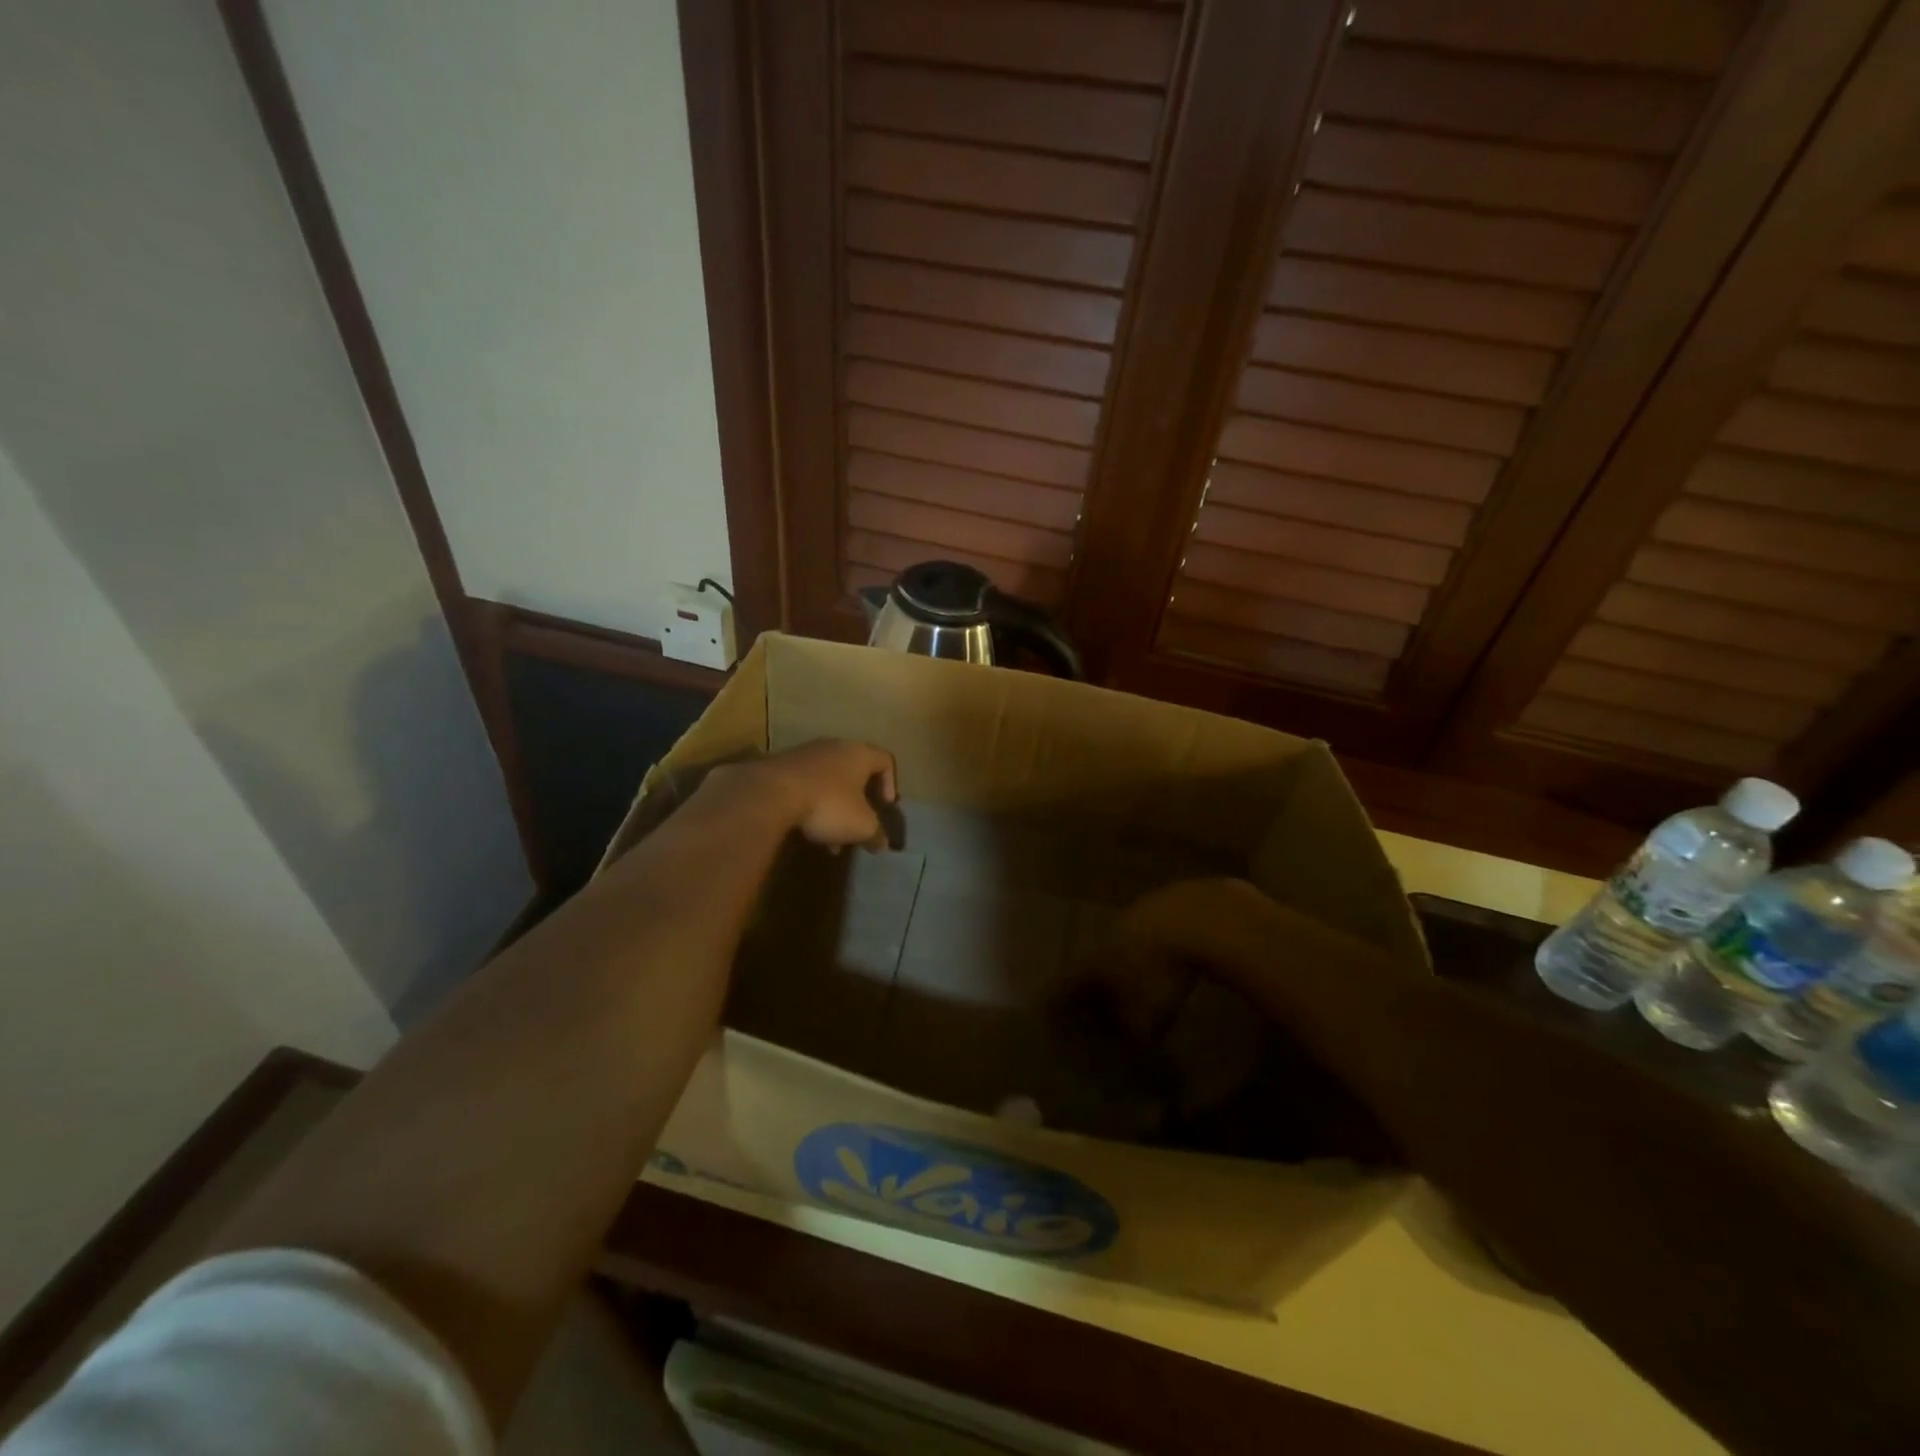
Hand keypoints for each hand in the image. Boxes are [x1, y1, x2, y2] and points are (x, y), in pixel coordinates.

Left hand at [753, 739, 898, 851]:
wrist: (771, 794)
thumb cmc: (828, 804)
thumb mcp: (861, 826)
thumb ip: (876, 834)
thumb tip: (883, 845)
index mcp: (860, 753)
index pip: (886, 761)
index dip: (890, 784)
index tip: (885, 807)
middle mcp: (835, 746)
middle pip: (855, 771)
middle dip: (859, 801)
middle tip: (858, 824)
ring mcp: (805, 753)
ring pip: (829, 780)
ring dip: (834, 806)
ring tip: (830, 836)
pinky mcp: (781, 765)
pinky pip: (806, 784)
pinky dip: (811, 803)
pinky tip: (806, 828)